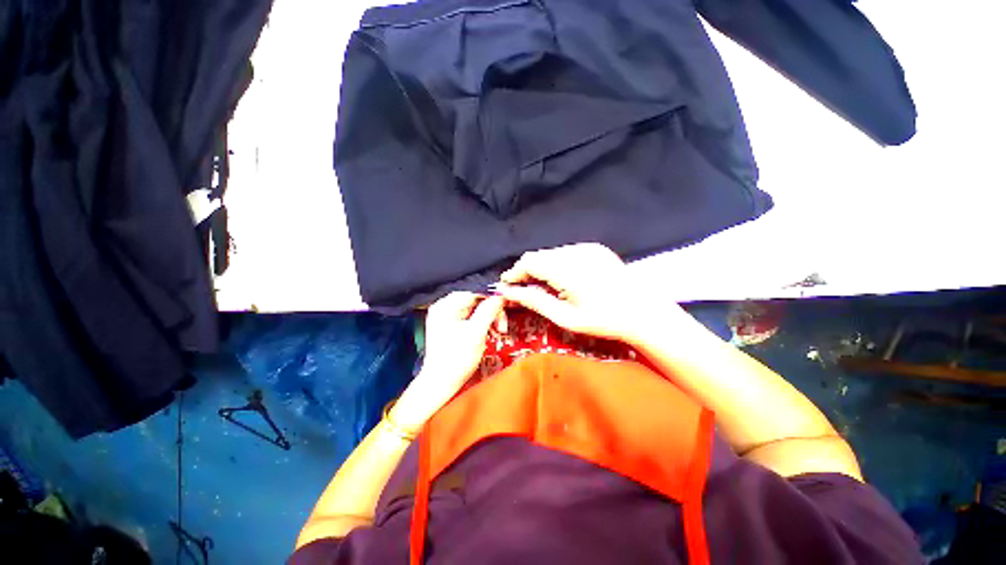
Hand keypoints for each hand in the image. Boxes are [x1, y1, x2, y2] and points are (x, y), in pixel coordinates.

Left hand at [392, 292, 503, 432]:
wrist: (441, 384)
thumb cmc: (457, 358)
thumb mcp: (476, 332)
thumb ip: (489, 310)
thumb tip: (500, 296)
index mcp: (446, 305)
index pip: (475, 292)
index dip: (492, 299)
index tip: (506, 309)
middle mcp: (444, 307)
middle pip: (475, 300)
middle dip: (491, 312)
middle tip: (502, 327)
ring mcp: (446, 317)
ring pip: (475, 310)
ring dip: (488, 319)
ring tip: (497, 332)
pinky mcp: (450, 326)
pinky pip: (470, 318)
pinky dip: (481, 324)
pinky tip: (489, 333)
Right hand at [496, 243, 686, 343]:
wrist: (643, 311)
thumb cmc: (604, 320)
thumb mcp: (566, 317)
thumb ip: (535, 301)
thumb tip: (509, 292)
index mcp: (568, 269)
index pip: (529, 262)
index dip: (515, 272)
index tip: (507, 285)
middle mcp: (576, 251)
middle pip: (539, 255)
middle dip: (527, 271)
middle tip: (524, 289)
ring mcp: (587, 247)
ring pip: (551, 253)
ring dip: (541, 267)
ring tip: (544, 287)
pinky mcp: (595, 248)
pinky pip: (565, 252)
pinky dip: (556, 263)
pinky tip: (562, 279)